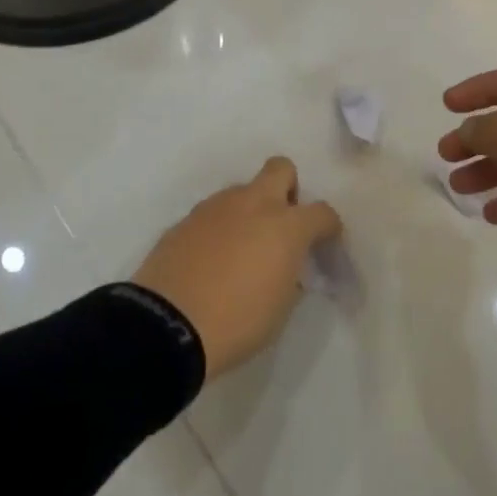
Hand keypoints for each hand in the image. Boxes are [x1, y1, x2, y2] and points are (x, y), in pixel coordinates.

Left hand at [132, 157, 341, 379]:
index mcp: (285, 226)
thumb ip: (290, 275)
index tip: (324, 242)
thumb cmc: (237, 322)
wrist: (168, 325)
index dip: (328, 226)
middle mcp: (253, 204)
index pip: (321, 212)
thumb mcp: (280, 307)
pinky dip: (220, 228)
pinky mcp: (186, 218)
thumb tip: (285, 265)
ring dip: (249, 211)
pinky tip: (211, 259)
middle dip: (288, 189)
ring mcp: (216, 207)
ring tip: (240, 250)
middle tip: (282, 224)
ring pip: (243, 191)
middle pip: (280, 169)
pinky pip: (214, 213)